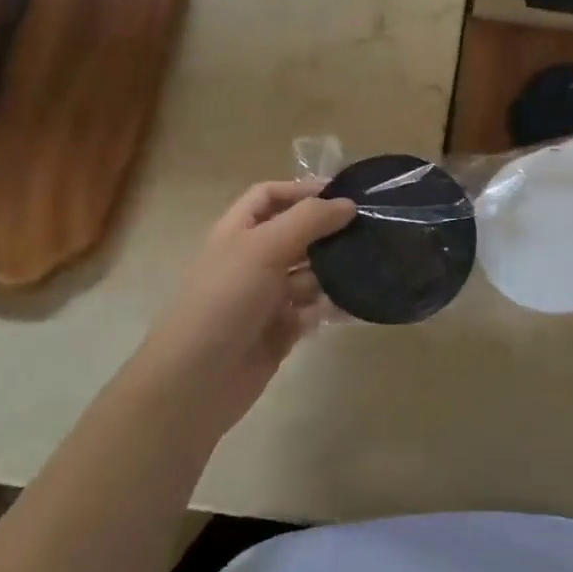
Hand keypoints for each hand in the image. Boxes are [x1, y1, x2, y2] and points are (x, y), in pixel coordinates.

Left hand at [138, 180, 355, 435]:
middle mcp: (254, 260)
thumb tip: (348, 204)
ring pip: (311, 273)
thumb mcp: (263, 248)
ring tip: (376, 263)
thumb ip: (308, 220)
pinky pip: (316, 309)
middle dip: (330, 230)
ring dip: (338, 269)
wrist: (196, 381)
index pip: (270, 196)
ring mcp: (268, 297)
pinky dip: (336, 305)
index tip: (345, 194)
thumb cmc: (225, 301)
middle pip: (298, 234)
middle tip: (373, 229)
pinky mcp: (283, 330)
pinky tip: (362, 303)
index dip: (302, 190)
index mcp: (238, 232)